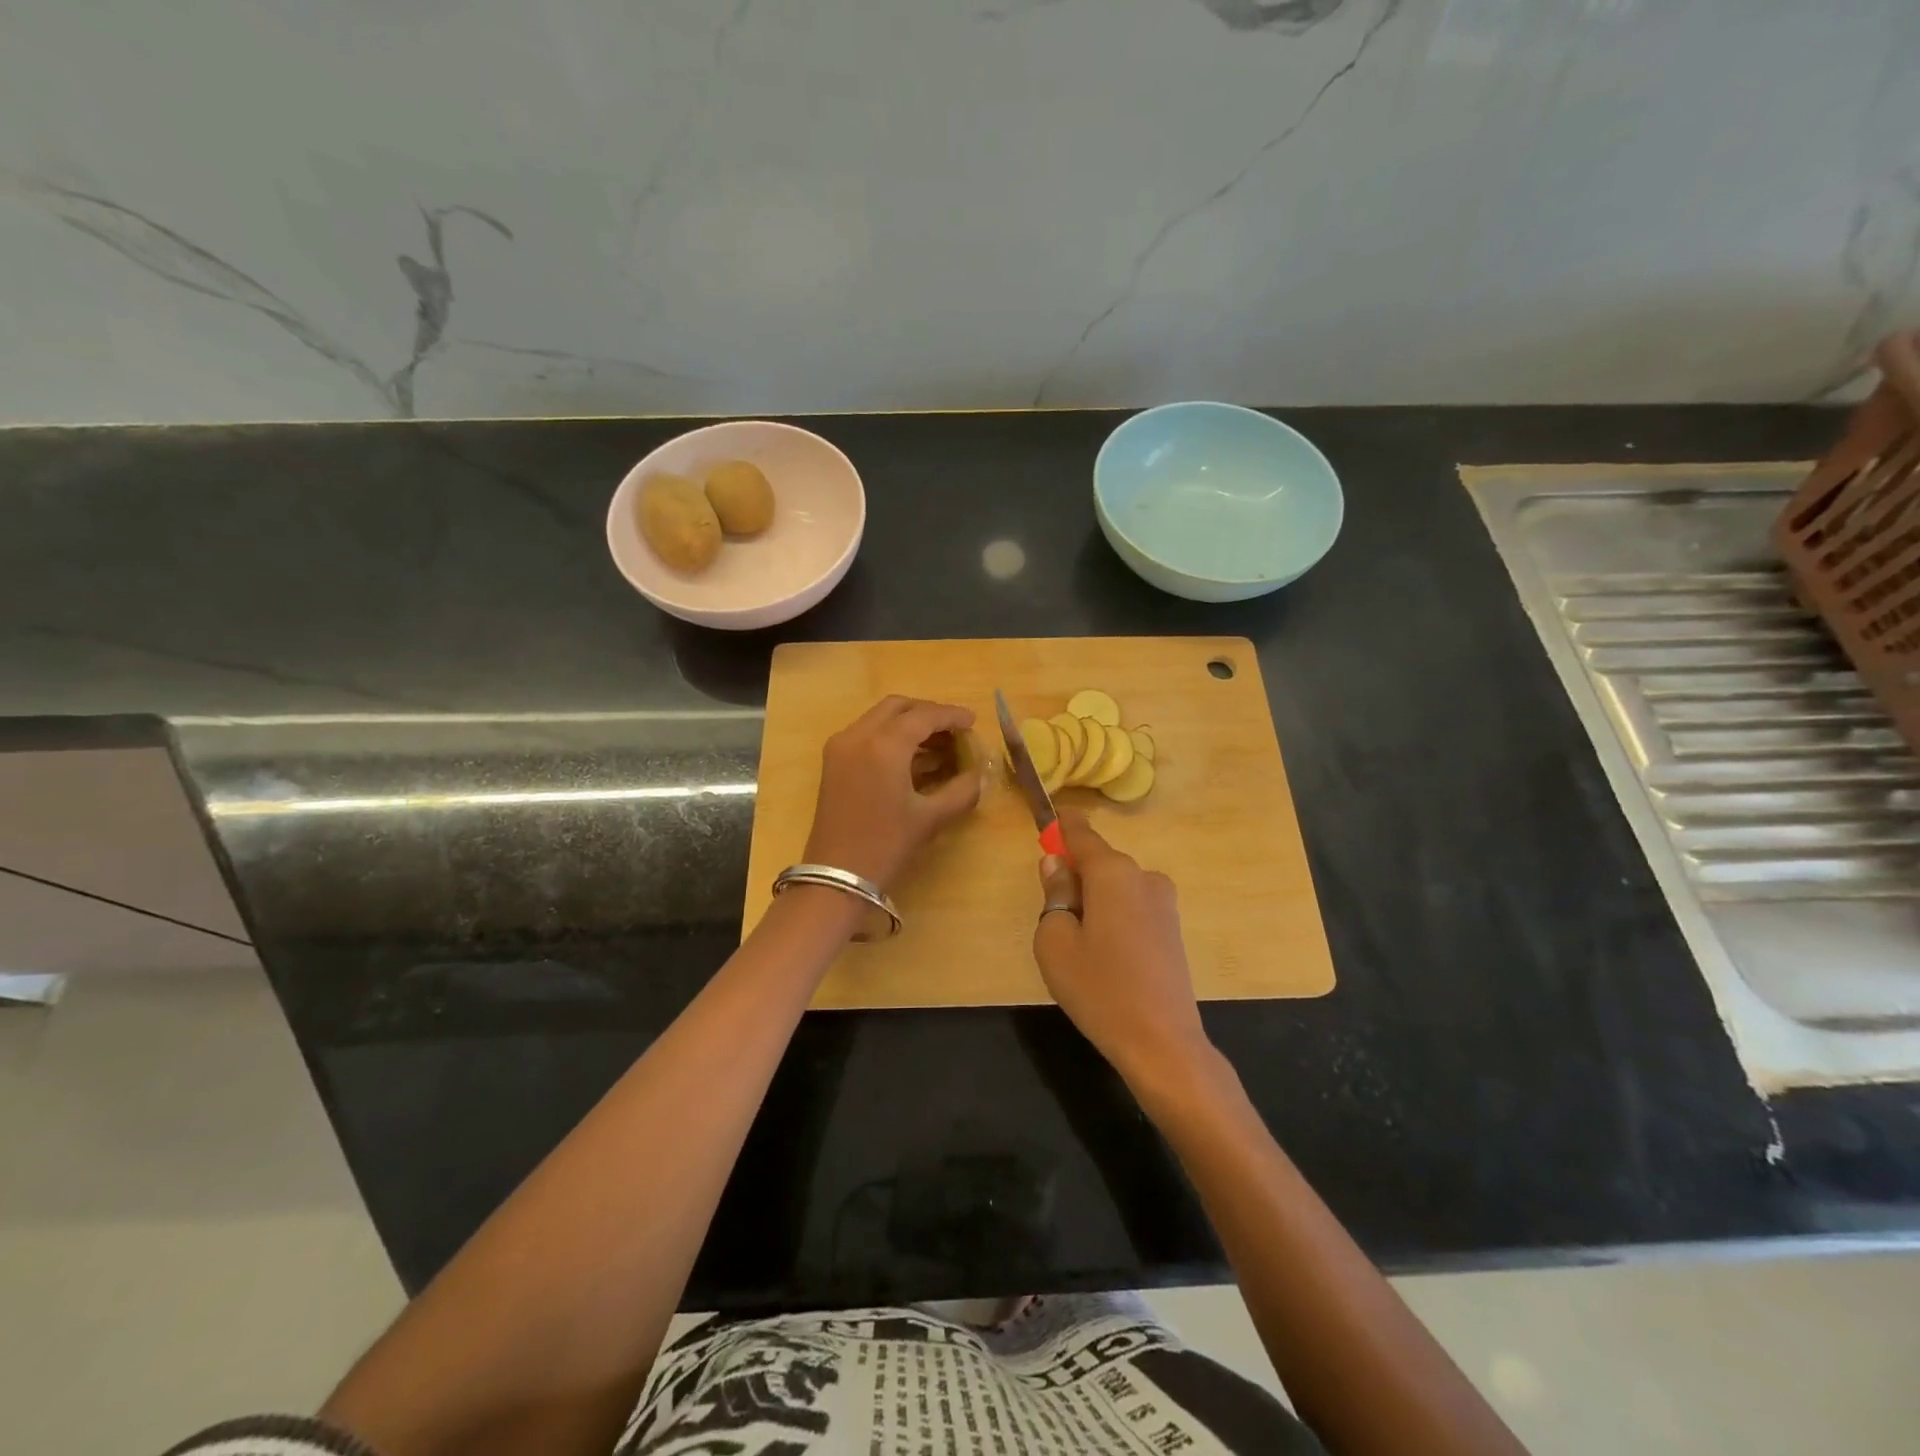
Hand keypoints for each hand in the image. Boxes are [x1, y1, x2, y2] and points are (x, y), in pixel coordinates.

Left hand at [803, 696, 982, 892]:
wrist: (837, 876)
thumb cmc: (887, 845)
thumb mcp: (931, 818)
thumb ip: (961, 791)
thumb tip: (979, 775)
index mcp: (884, 745)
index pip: (923, 716)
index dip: (951, 716)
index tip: (973, 721)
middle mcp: (858, 735)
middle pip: (898, 707)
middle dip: (928, 713)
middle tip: (953, 730)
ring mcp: (841, 747)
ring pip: (879, 717)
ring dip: (908, 723)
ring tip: (938, 744)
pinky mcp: (833, 761)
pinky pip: (866, 733)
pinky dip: (890, 735)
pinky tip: (913, 757)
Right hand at [1033, 812, 1212, 1084]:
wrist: (1161, 1042)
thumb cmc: (1098, 988)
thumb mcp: (1055, 941)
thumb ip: (1054, 894)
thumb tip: (1057, 864)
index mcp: (1112, 872)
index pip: (1082, 833)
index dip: (1062, 825)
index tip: (1047, 818)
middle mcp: (1143, 876)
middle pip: (1099, 861)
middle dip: (1075, 874)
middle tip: (1053, 911)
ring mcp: (1163, 902)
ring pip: (1116, 885)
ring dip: (1094, 898)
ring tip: (1079, 944)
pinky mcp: (1172, 927)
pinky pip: (1132, 905)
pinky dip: (1113, 914)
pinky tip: (1105, 954)